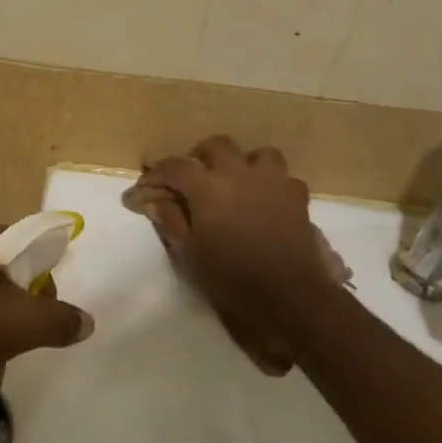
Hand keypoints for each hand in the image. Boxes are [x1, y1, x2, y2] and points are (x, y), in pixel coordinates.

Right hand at [124, 137, 348, 374]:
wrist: (286, 295)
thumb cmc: (229, 276)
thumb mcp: (189, 252)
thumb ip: (171, 220)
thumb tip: (153, 200)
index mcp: (208, 187)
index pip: (175, 166)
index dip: (156, 174)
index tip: (144, 189)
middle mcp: (240, 174)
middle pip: (217, 146)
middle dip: (200, 157)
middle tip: (191, 179)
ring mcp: (273, 182)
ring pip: (257, 154)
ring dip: (243, 163)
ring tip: (235, 183)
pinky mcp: (297, 197)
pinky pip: (283, 178)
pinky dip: (271, 184)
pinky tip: (265, 201)